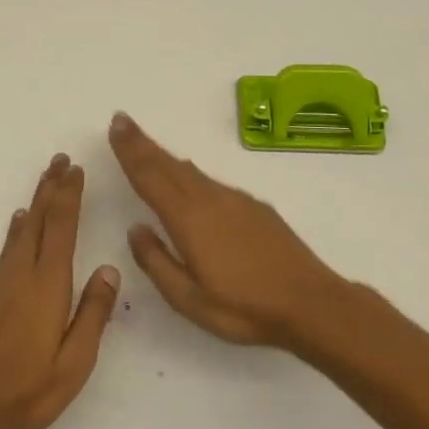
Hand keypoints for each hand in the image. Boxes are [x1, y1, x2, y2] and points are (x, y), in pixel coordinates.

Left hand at [0, 154, 120, 428]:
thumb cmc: (26, 391)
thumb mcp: (74, 364)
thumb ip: (92, 314)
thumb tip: (109, 269)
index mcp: (47, 286)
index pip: (62, 229)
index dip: (69, 196)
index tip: (77, 170)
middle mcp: (20, 274)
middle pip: (39, 220)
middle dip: (51, 187)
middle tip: (61, 160)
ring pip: (21, 231)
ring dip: (36, 202)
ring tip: (46, 181)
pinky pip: (6, 248)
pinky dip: (18, 229)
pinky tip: (19, 224)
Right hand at [108, 112, 354, 349]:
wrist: (311, 304)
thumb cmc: (244, 308)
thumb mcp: (188, 298)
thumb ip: (156, 261)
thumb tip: (136, 229)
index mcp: (187, 218)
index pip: (150, 177)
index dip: (130, 151)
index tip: (116, 126)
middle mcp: (209, 199)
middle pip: (168, 165)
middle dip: (143, 143)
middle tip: (122, 121)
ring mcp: (235, 201)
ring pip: (191, 172)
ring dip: (165, 157)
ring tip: (148, 147)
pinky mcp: (255, 208)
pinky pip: (212, 182)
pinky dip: (190, 174)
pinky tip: (190, 179)